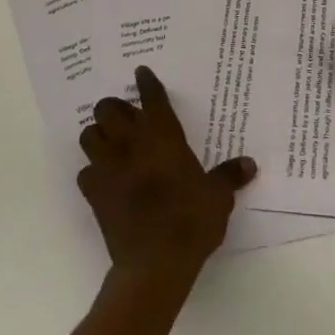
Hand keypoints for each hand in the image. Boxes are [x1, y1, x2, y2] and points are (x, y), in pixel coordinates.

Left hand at [78, 66, 255, 283]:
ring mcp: (108, 167)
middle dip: (114, 108)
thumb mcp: (218, 196)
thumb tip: (249, 164)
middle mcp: (131, 144)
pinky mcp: (93, 193)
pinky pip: (85, 172)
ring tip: (110, 142)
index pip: (152, 98)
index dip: (146, 83)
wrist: (155, 262)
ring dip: (98, 135)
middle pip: (108, 109)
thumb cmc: (191, 220)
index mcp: (163, 137)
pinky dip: (93, 171)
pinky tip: (104, 179)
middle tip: (126, 116)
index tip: (142, 73)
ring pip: (89, 135)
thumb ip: (229, 176)